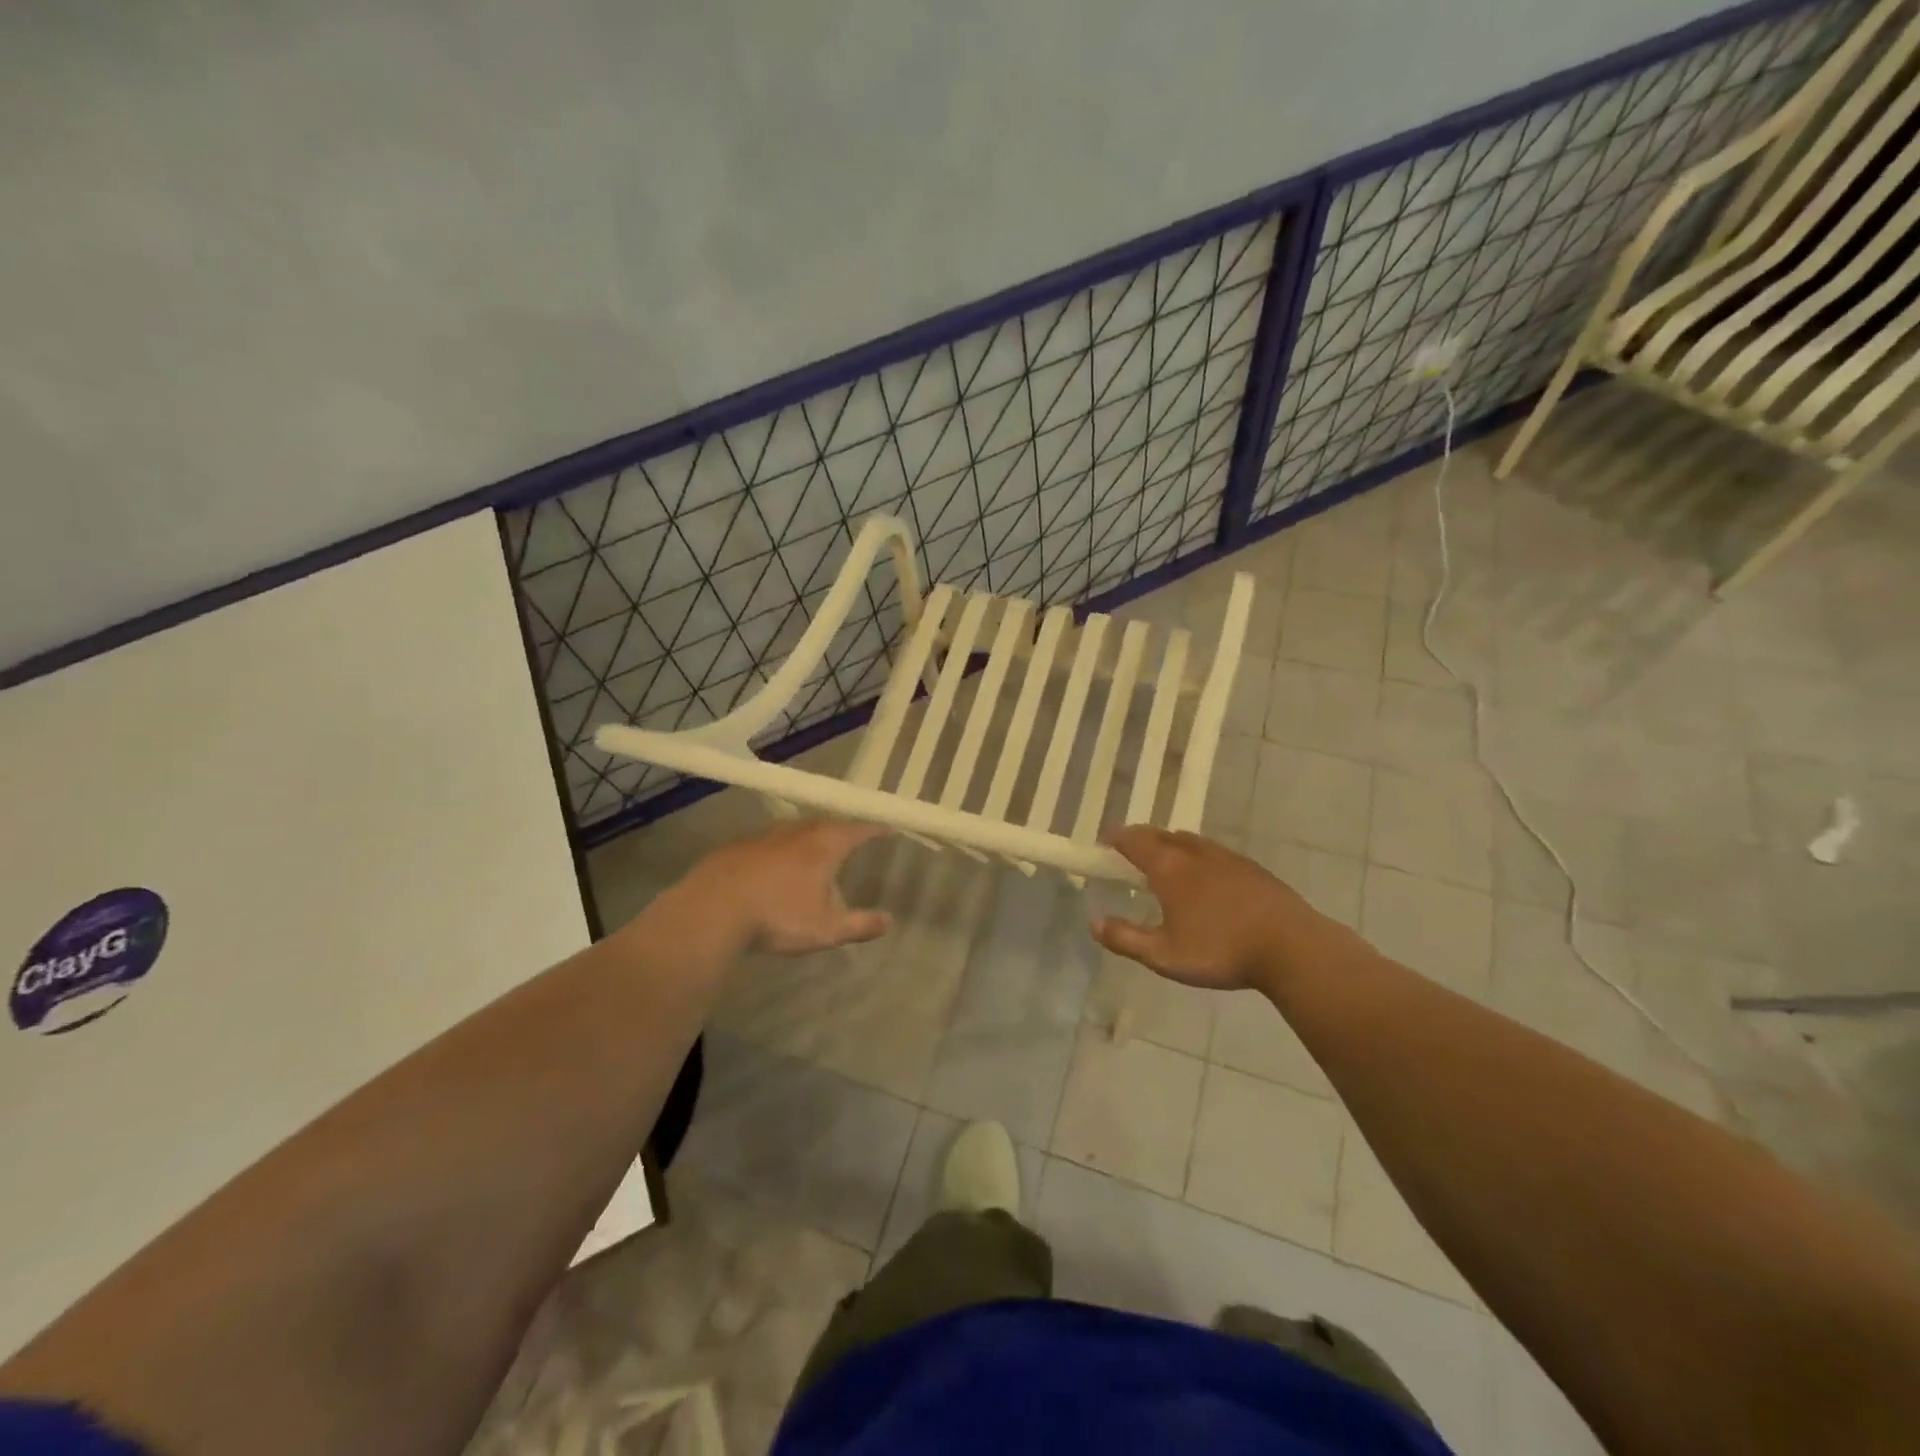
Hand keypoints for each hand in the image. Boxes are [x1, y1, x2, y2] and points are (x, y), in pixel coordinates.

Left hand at [681, 818, 892, 955]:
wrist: (712, 910)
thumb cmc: (777, 917)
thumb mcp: (824, 930)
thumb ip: (859, 925)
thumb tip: (889, 921)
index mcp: (823, 846)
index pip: (857, 830)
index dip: (874, 830)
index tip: (886, 829)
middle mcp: (796, 832)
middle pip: (825, 824)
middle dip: (839, 831)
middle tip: (848, 840)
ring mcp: (764, 835)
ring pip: (794, 829)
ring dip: (807, 837)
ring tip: (812, 850)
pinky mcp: (736, 845)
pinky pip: (766, 841)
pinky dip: (777, 848)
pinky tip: (771, 866)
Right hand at [1092, 826, 1343, 991]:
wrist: (1292, 948)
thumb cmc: (1220, 951)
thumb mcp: (1164, 955)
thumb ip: (1125, 939)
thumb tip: (1094, 923)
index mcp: (1169, 867)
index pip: (1133, 840)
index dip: (1114, 838)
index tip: (1103, 844)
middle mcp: (1195, 852)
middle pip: (1160, 834)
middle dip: (1139, 840)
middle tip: (1128, 855)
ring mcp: (1226, 857)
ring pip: (1189, 841)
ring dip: (1169, 846)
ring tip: (1164, 866)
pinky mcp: (1251, 868)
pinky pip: (1213, 853)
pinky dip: (1197, 857)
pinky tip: (1204, 881)